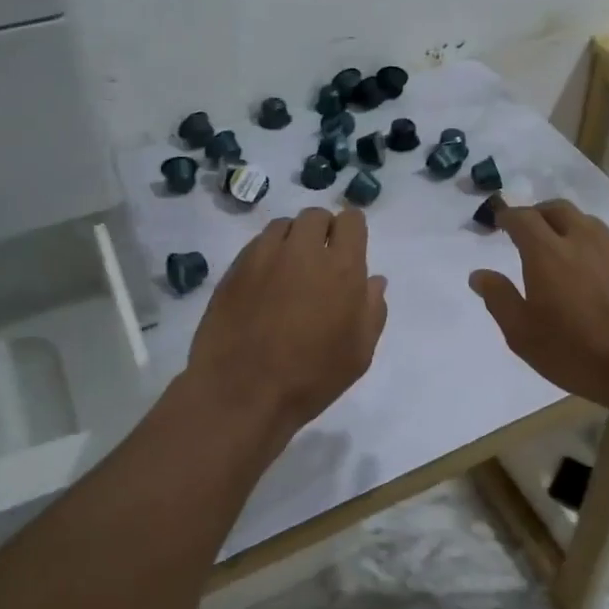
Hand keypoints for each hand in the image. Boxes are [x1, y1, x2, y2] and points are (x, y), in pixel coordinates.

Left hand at [186, 207, 388, 443]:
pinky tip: (264, 283)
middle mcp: (303, 251)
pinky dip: (266, 254)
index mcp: (342, 268)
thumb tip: (374, 280)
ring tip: (290, 271)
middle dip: (322, 231)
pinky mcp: (235, 268)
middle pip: (315, 216)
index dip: (351, 231)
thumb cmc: (310, 378)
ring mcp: (264, 256)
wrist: (241, 393)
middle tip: (320, 262)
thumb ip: (372, 309)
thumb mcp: (359, 353)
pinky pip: (257, 245)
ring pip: (283, 226)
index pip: (350, 221)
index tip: (348, 250)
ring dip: (292, 240)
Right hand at [469, 199, 608, 414]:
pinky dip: (589, 242)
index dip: (506, 216)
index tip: (497, 222)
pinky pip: (607, 239)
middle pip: (555, 209)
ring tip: (558, 247)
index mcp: (547, 252)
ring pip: (585, 221)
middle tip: (526, 230)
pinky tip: (590, 268)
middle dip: (536, 213)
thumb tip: (480, 275)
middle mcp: (582, 238)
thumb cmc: (577, 353)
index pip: (522, 218)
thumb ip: (499, 299)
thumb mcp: (523, 335)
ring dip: (565, 225)